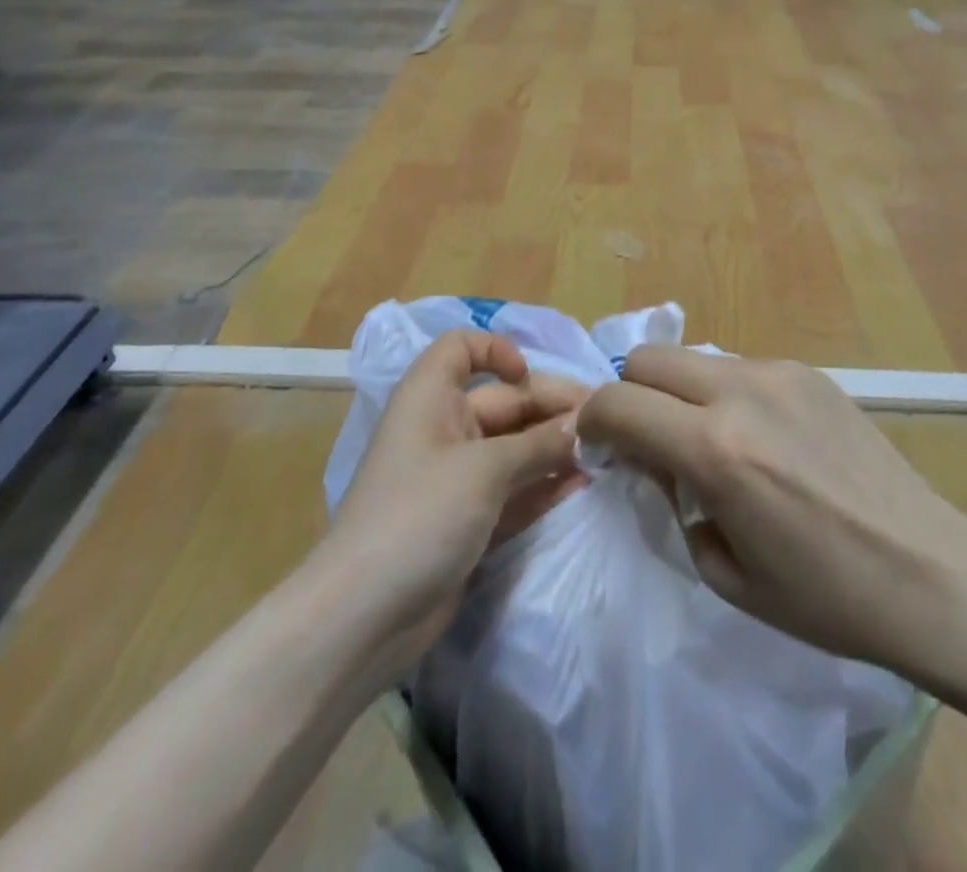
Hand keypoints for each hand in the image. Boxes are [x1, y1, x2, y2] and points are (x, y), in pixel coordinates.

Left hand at [318, 331, 588, 681]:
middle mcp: (443, 429)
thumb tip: (584, 425)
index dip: (496, 351)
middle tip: (603, 424)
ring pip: (514, 449)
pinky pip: (513, 490)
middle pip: (503, 402)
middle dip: (550, 410)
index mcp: (430, 398)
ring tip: (603, 456)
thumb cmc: (419, 515)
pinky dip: (543, 486)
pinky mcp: (468, 521)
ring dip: (553, 450)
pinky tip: (581, 487)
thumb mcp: (484, 470)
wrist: (363, 618)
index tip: (530, 376)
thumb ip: (539, 445)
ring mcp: (456, 478)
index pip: (461, 349)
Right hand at [577, 346, 966, 677]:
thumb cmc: (823, 597)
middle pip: (647, 358)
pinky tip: (759, 438)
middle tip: (648, 442)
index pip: (617, 403)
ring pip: (693, 358)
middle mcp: (741, 393)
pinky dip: (723, 394)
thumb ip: (672, 499)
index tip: (600, 449)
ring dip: (679, 393)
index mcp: (716, 450)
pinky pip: (738, 368)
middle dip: (630, 395)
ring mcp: (779, 374)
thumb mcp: (723, 569)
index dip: (593, 423)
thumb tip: (654, 458)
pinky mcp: (808, 371)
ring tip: (708, 441)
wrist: (928, 572)